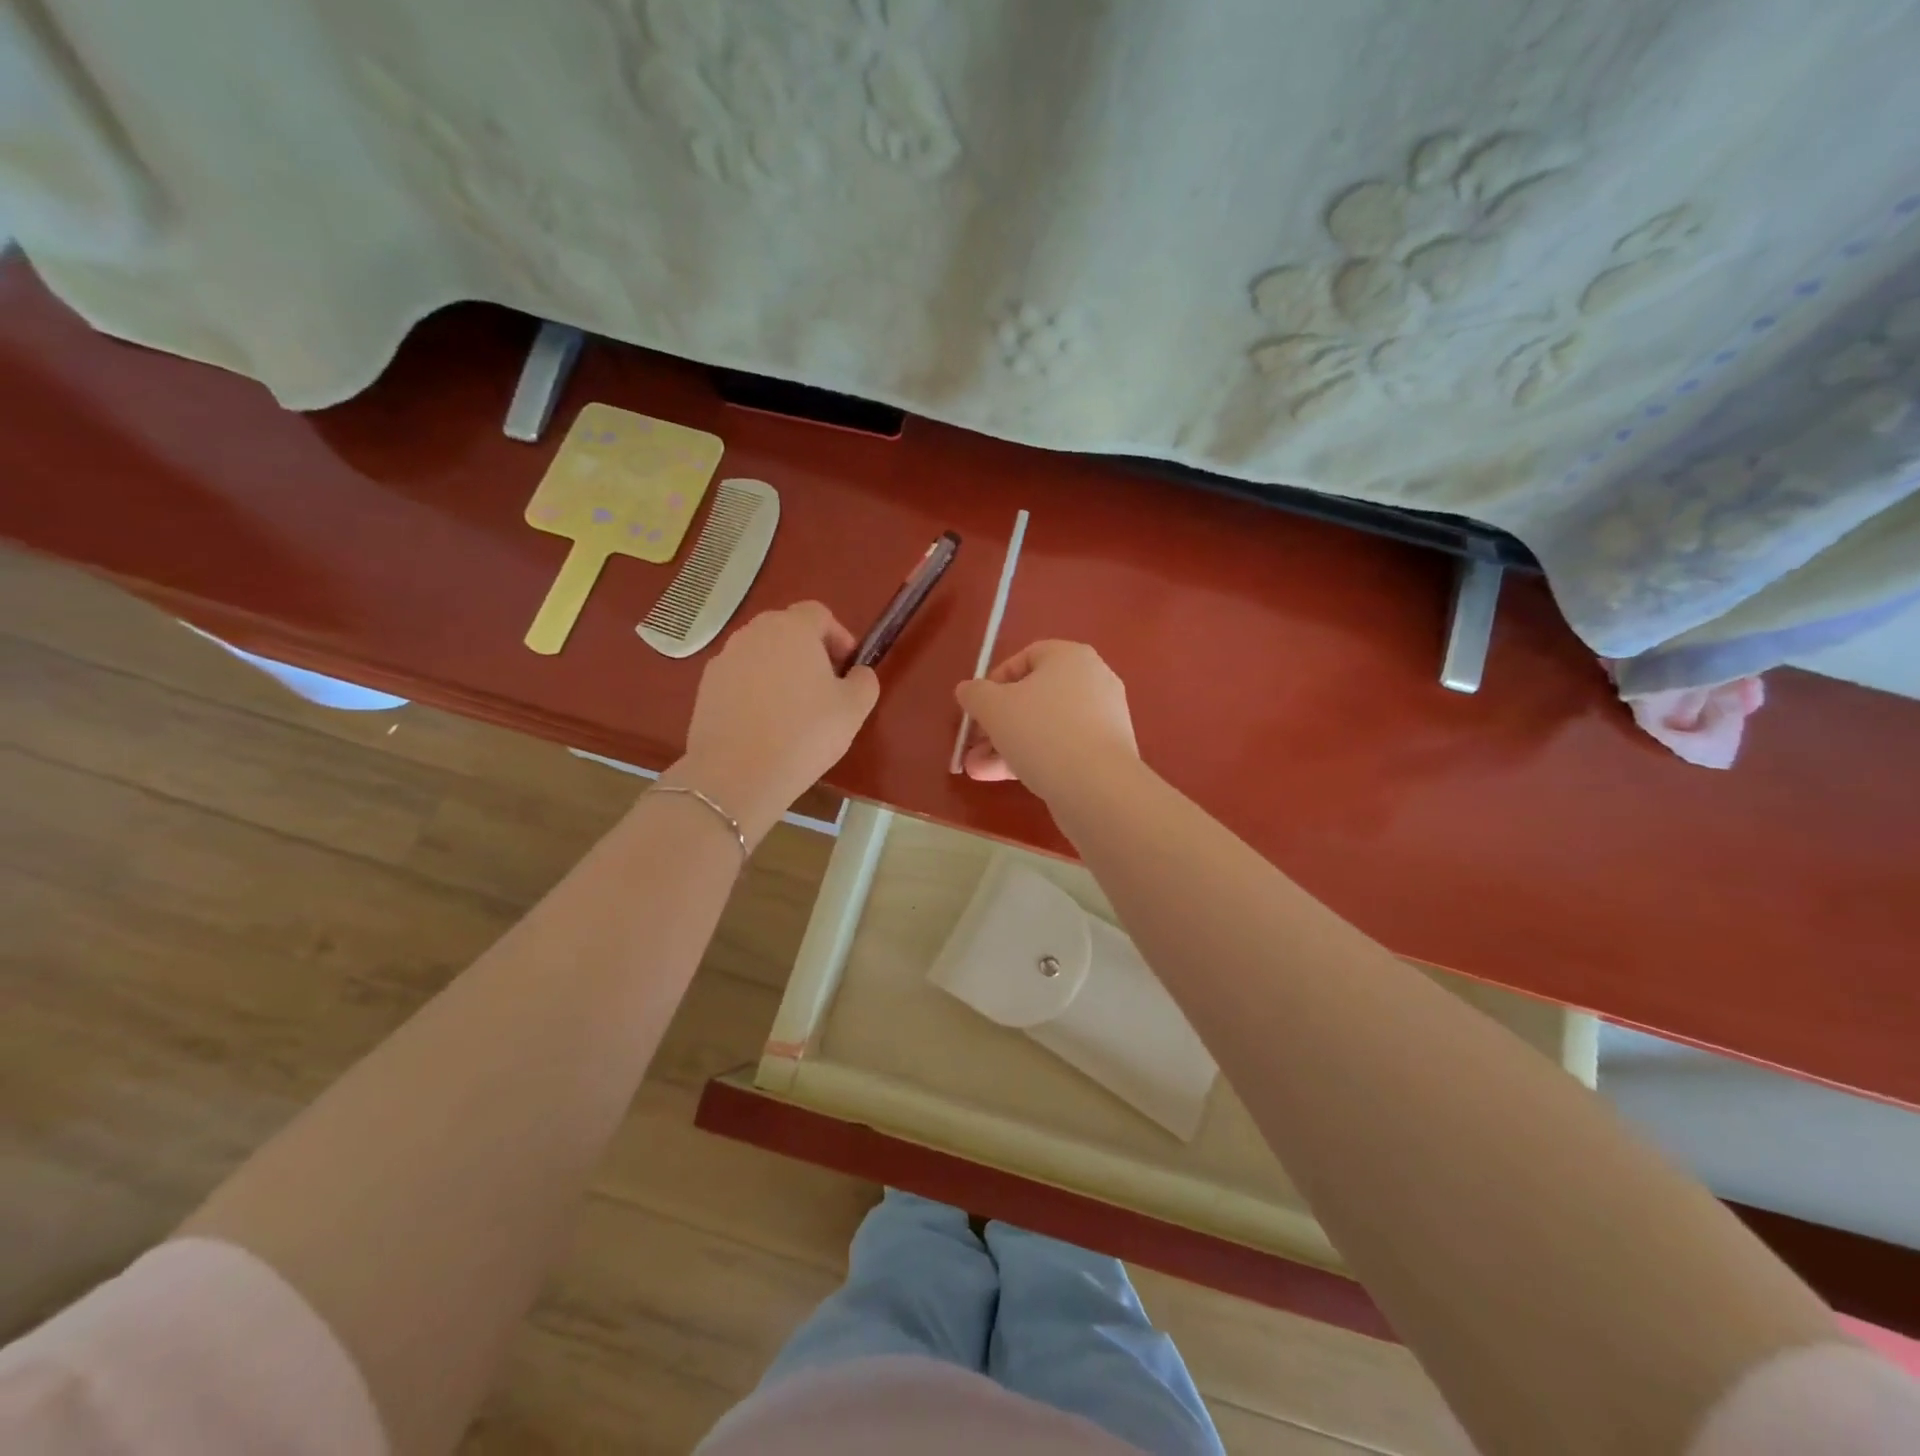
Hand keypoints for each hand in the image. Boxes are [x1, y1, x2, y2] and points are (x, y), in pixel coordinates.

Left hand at [668, 602, 879, 843]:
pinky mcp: (706, 685)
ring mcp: (725, 657)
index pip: (819, 614)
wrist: (737, 772)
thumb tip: (858, 673)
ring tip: (793, 708)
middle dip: (809, 651)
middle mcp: (754, 632)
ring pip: (761, 653)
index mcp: (793, 628)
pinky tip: (764, 723)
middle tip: (825, 686)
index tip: (848, 667)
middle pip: (787, 629)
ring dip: (780, 669)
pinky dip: (755, 689)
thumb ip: (864, 681)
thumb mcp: (853, 709)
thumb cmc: (805, 733)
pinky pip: (740, 677)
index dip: (839, 636)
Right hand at [955, 641, 1137, 799]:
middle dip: (997, 723)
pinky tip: (1005, 779)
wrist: (1097, 786)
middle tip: (973, 744)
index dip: (996, 680)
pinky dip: (1034, 758)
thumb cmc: (1041, 731)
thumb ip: (974, 694)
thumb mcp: (993, 707)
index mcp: (1071, 657)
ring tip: (977, 770)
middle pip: (1034, 697)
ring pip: (1045, 727)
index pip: (1027, 657)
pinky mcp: (1106, 752)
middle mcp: (1093, 681)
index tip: (978, 706)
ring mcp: (1103, 719)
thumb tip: (968, 690)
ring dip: (1008, 746)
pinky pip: (1062, 748)